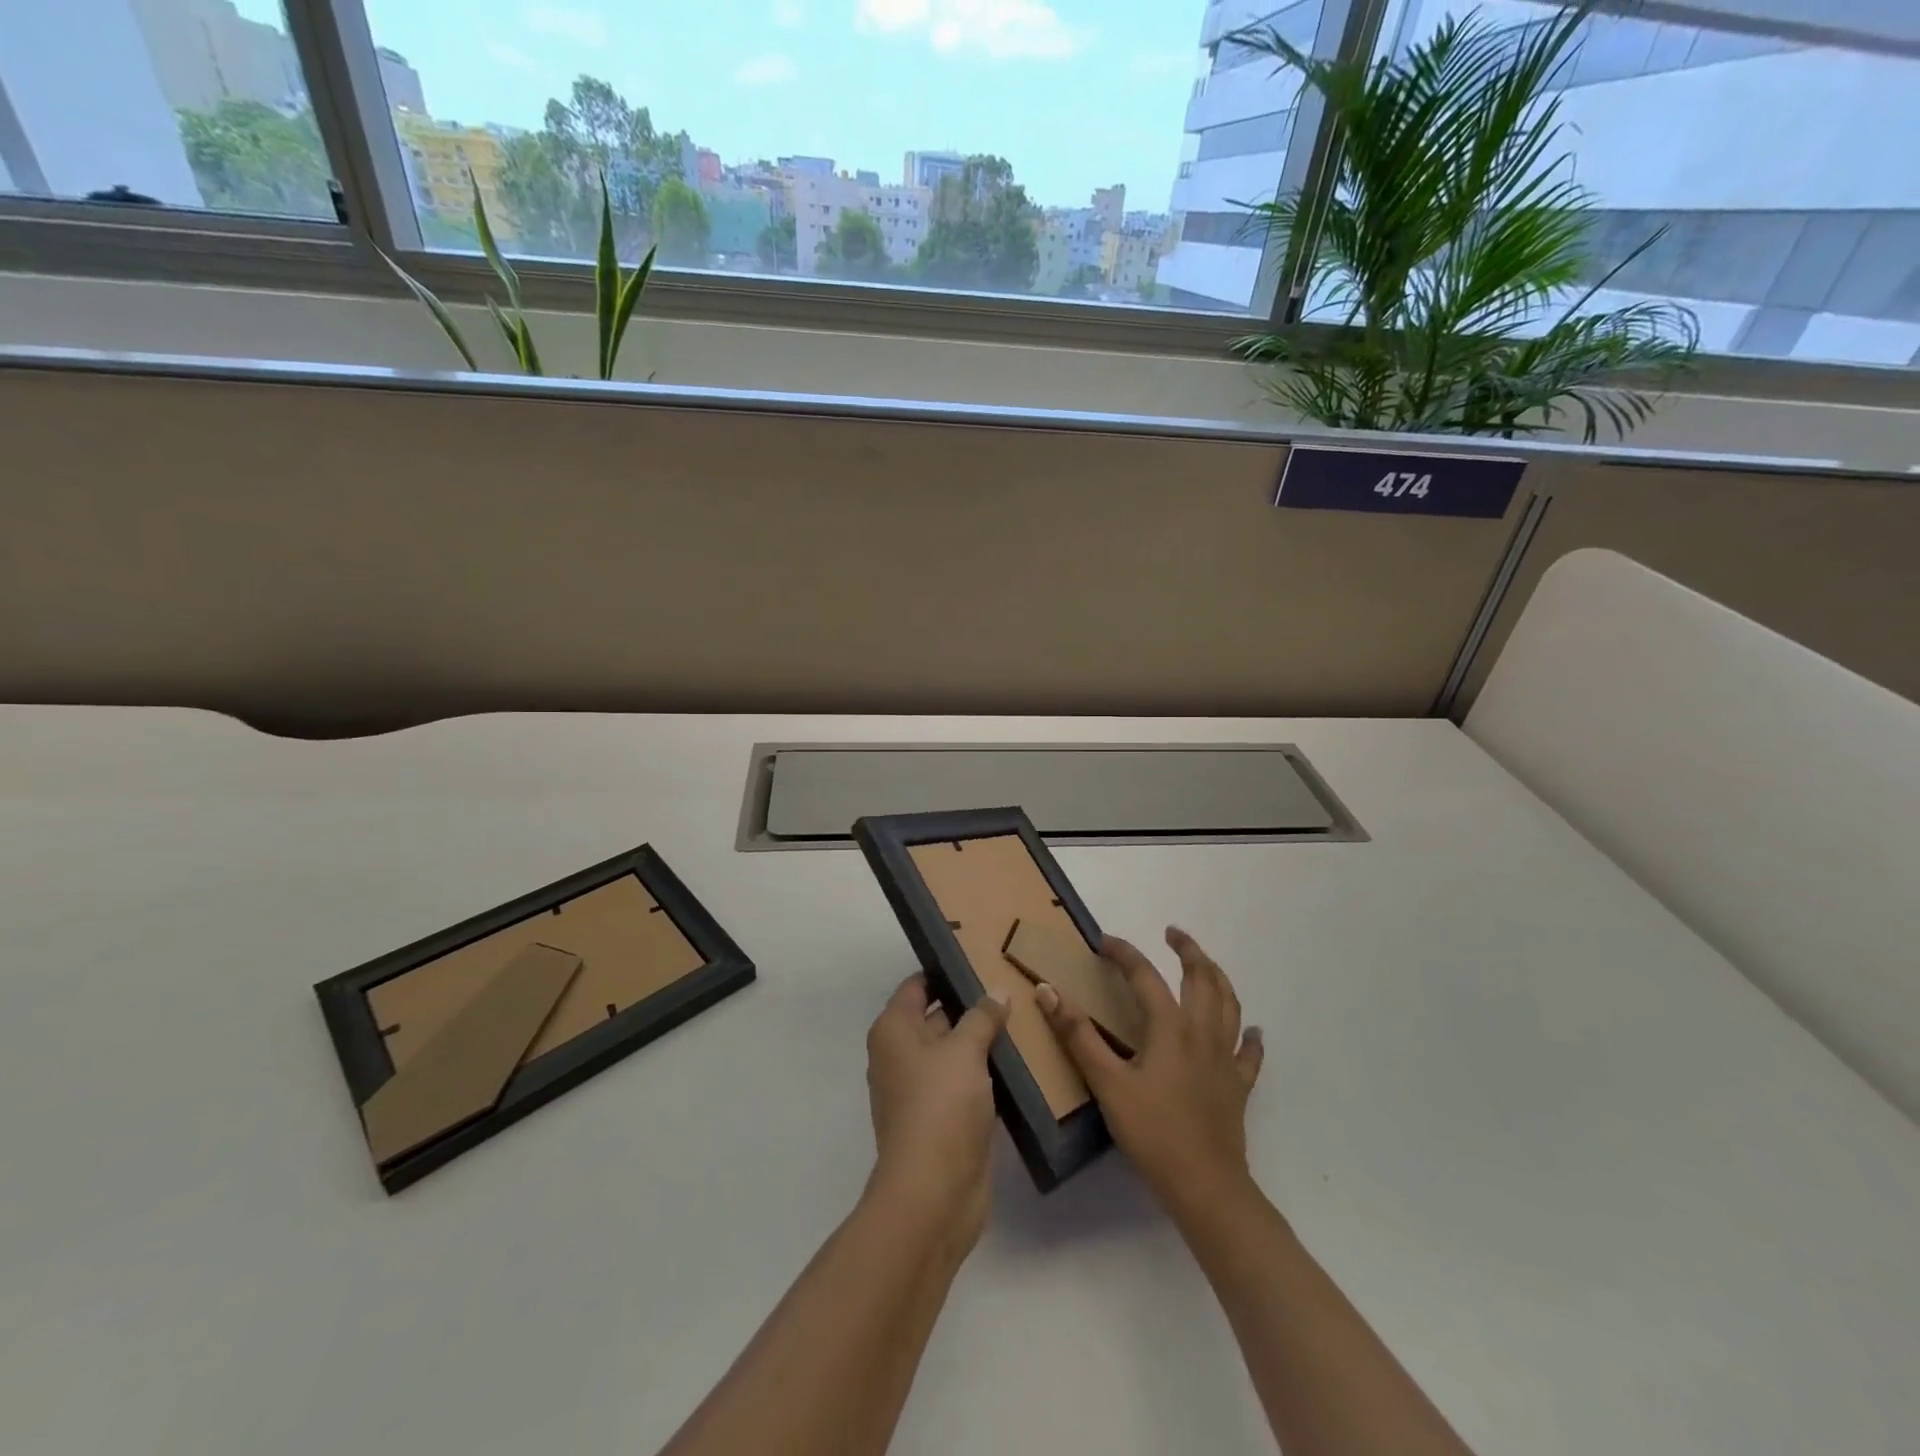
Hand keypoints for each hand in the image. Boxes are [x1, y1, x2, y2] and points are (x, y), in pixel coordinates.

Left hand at [864, 974, 1010, 1252]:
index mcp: (894, 1030)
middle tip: (1012, 981)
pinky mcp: (943, 1117)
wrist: (933, 1194)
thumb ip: (982, 1016)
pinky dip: (986, 1071)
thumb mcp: (965, 1050)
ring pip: (955, 1050)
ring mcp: (922, 1088)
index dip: (946, 969)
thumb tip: (996, 991)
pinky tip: (1020, 1059)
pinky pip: (966, 1081)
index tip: (981, 955)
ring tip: (1024, 1014)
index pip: (918, 985)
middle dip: (971, 1003)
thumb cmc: (940, 1106)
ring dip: (982, 1039)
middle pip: (937, 1016)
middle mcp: (901, 1054)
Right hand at [1036, 927, 1263, 1217]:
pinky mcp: (1238, 1086)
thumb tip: (1047, 991)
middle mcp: (1203, 1032)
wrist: (1205, 1187)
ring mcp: (1226, 1059)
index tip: (1103, 942)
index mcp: (1170, 1027)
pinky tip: (1252, 1031)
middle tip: (1173, 933)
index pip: (1145, 975)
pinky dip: (1250, 1037)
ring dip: (1218, 977)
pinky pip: (1249, 1053)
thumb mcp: (1107, 1083)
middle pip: (1202, 978)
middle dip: (1188, 950)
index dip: (1124, 953)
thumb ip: (1077, 1035)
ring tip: (1206, 965)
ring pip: (1230, 1005)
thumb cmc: (1152, 1132)